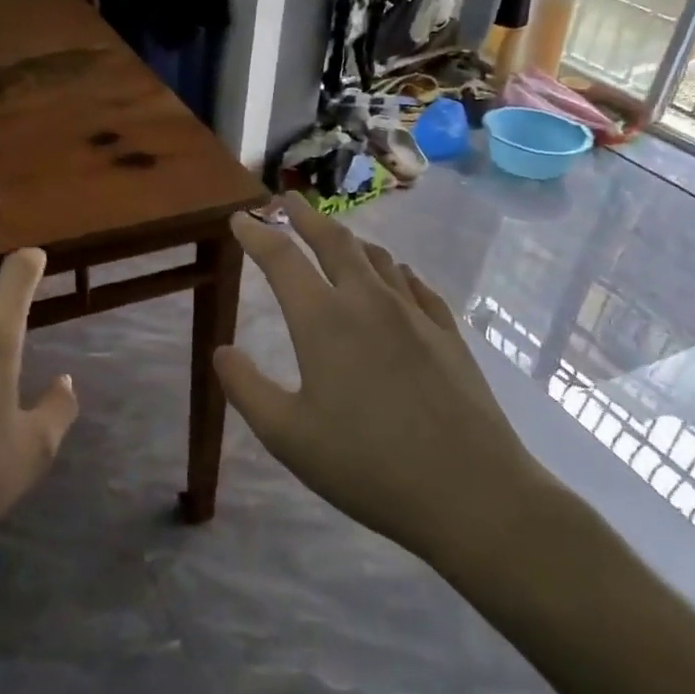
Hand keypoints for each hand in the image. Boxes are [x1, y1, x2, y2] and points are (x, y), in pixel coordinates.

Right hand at [214, 197, 558, 585]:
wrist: (473, 493)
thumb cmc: (367, 465)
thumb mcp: (287, 436)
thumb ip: (246, 388)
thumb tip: (221, 351)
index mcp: (323, 321)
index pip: (281, 259)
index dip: (256, 234)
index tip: (240, 218)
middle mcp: (368, 302)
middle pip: (333, 241)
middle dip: (304, 216)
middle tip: (285, 199)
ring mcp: (415, 314)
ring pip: (377, 258)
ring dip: (349, 240)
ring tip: (334, 236)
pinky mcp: (448, 334)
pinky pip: (415, 285)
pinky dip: (394, 271)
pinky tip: (397, 278)